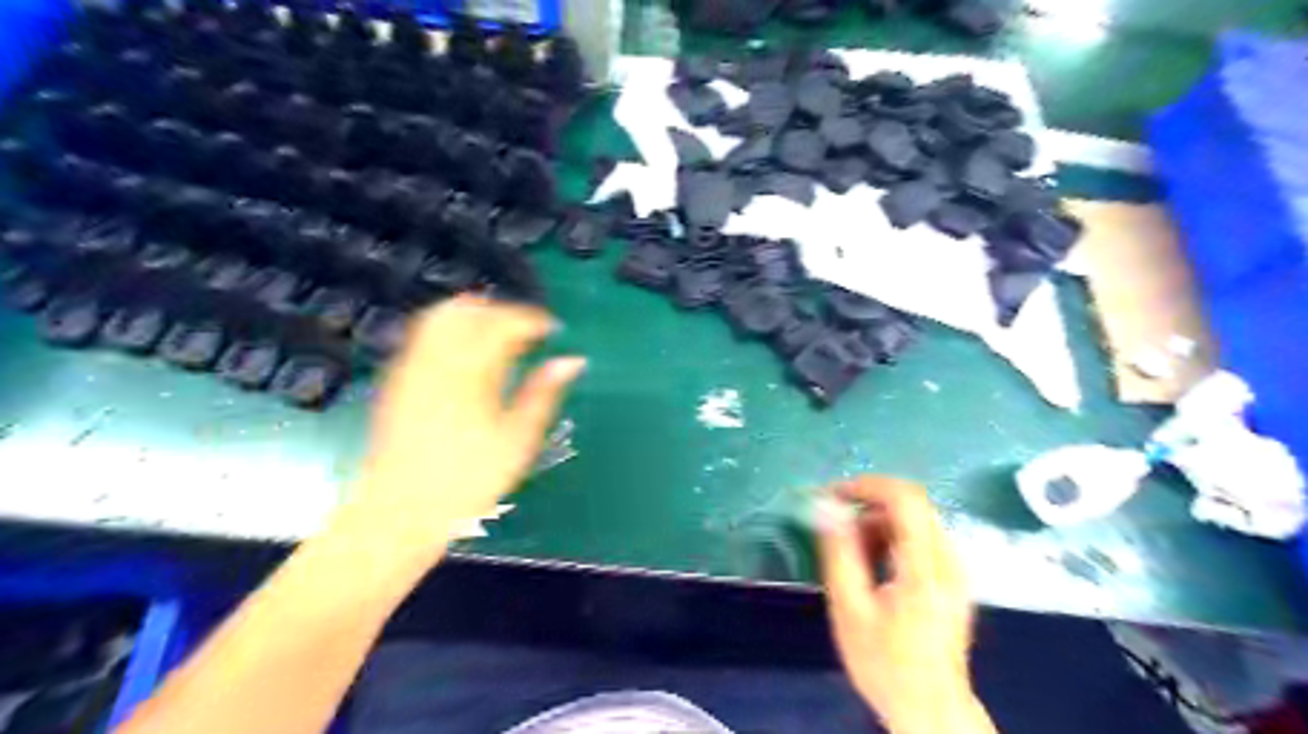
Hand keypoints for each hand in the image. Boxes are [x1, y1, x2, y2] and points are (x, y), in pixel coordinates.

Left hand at [351, 298, 589, 556]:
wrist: (401, 510)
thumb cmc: (469, 479)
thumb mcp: (518, 439)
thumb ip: (544, 393)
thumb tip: (572, 361)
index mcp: (472, 371)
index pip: (504, 323)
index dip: (532, 320)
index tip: (552, 329)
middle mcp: (438, 358)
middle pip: (470, 310)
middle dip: (502, 311)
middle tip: (527, 330)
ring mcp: (412, 365)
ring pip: (441, 316)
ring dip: (474, 314)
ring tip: (498, 333)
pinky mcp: (396, 378)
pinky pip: (422, 333)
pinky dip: (449, 327)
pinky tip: (465, 352)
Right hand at [814, 476, 991, 733]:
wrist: (931, 710)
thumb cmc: (885, 663)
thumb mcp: (850, 609)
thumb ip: (839, 553)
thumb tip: (826, 507)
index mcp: (926, 569)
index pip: (906, 498)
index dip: (867, 486)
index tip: (832, 496)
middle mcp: (949, 560)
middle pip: (912, 504)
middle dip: (868, 505)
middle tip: (835, 525)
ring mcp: (955, 569)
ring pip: (916, 519)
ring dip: (878, 523)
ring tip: (850, 552)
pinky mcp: (953, 578)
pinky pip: (921, 538)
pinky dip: (892, 538)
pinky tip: (872, 565)